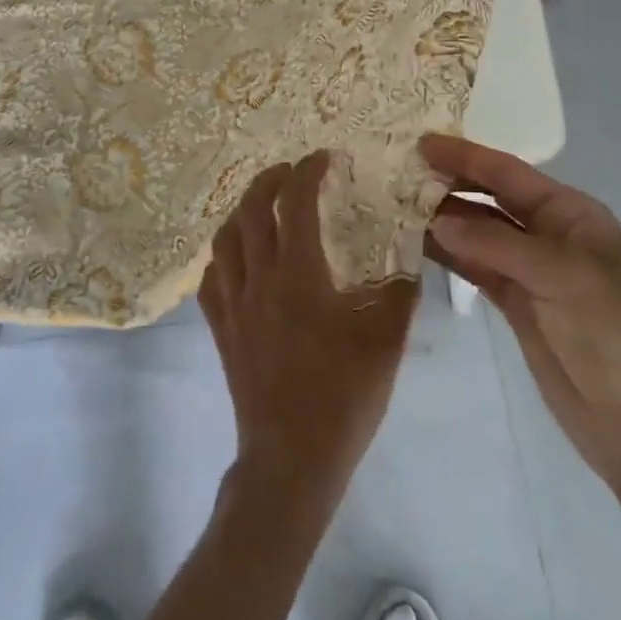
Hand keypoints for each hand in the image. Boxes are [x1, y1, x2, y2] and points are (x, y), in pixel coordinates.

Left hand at [200, 152, 419, 497]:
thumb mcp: (386, 342)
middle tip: (291, 172)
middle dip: (270, 180)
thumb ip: (401, 291)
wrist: (292, 461)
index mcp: (298, 275)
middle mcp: (258, 280)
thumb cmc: (343, 398)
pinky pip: (210, 279)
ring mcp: (233, 306)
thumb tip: (410, 252)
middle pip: (250, 210)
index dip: (308, 172)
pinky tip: (238, 258)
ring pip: (224, 239)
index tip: (324, 158)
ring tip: (263, 206)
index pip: (295, 203)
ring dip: (242, 211)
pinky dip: (223, 255)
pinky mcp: (221, 331)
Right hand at [421, 135, 620, 504]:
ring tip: (396, 203)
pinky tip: (416, 242)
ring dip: (442, 218)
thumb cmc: (613, 334)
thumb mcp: (562, 277)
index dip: (466, 156)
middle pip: (489, 196)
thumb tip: (436, 219)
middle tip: (399, 171)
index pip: (508, 173)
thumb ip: (497, 243)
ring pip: (476, 231)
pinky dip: (447, 254)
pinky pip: (473, 266)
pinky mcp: (514, 301)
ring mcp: (529, 268)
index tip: (422, 142)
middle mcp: (547, 232)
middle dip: (449, 182)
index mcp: (570, 213)